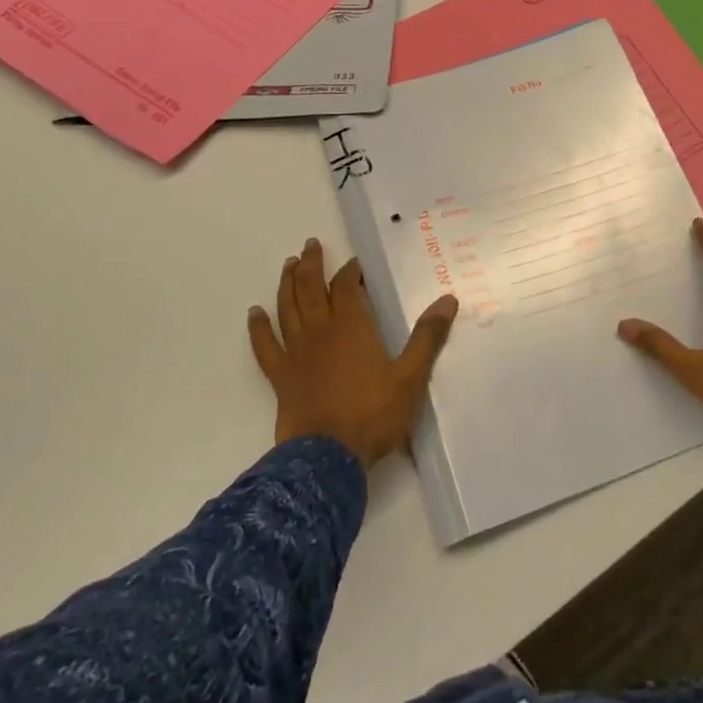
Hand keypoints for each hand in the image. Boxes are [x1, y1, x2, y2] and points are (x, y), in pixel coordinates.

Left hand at [248, 238, 458, 467]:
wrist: (327, 457)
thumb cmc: (373, 414)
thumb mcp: (411, 377)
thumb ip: (427, 337)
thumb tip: (448, 300)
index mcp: (352, 327)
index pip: (346, 287)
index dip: (349, 271)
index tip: (355, 263)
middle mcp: (320, 331)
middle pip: (310, 288)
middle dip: (311, 264)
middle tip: (310, 245)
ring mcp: (295, 353)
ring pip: (287, 308)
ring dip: (287, 284)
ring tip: (288, 265)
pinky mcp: (280, 376)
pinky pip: (265, 345)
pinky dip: (258, 327)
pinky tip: (254, 313)